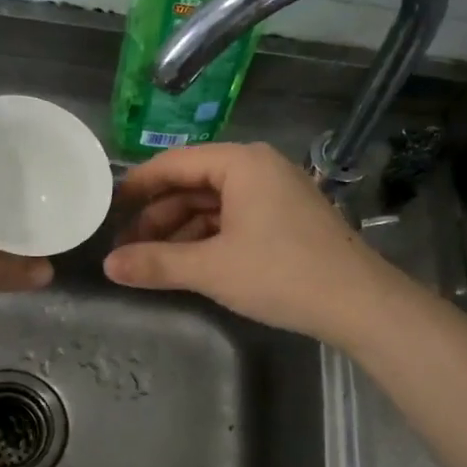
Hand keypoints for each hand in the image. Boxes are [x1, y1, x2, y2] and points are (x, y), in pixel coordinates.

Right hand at [103, 142, 399, 343]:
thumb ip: (156, 263)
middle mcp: (258, 168)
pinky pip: (234, 219)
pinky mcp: (286, 219)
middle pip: (193, 184)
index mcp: (240, 163)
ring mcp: (276, 193)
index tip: (107, 209)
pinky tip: (187, 263)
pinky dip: (207, 238)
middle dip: (157, 216)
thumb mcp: (211, 268)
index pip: (173, 164)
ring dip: (180, 231)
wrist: (359, 303)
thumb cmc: (281, 273)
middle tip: (125, 247)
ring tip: (150, 261)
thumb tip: (108, 266)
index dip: (137, 187)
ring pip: (213, 205)